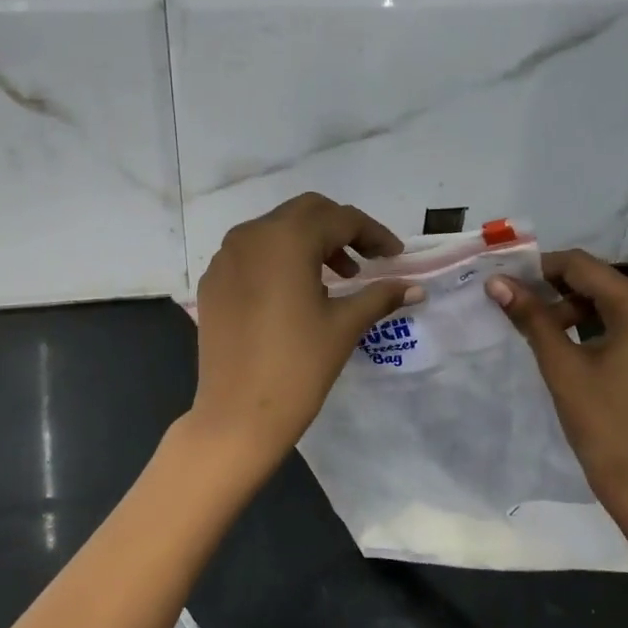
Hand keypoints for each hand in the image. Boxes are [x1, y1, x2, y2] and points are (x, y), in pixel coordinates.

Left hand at [190, 193, 421, 482]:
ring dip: (309, 242)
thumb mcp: (344, 326)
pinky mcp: (212, 281)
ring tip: (335, 279)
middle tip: (366, 260)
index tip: (394, 256)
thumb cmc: (298, 367)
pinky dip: (279, 259)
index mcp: (286, 239)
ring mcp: (225, 257)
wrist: (237, 415)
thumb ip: (380, 296)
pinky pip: (252, 253)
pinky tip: (294, 292)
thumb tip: (415, 287)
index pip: (340, 219)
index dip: (373, 234)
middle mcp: (251, 235)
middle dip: (340, 230)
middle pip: (306, 213)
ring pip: (276, 229)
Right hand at [487, 250, 627, 541]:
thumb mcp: (562, 366)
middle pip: (598, 279)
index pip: (582, 266)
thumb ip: (531, 317)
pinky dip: (593, 322)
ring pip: (610, 299)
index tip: (504, 280)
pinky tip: (565, 339)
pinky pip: (624, 320)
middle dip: (554, 287)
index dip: (540, 268)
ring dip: (572, 306)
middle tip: (514, 303)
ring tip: (535, 326)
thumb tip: (496, 282)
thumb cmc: (603, 424)